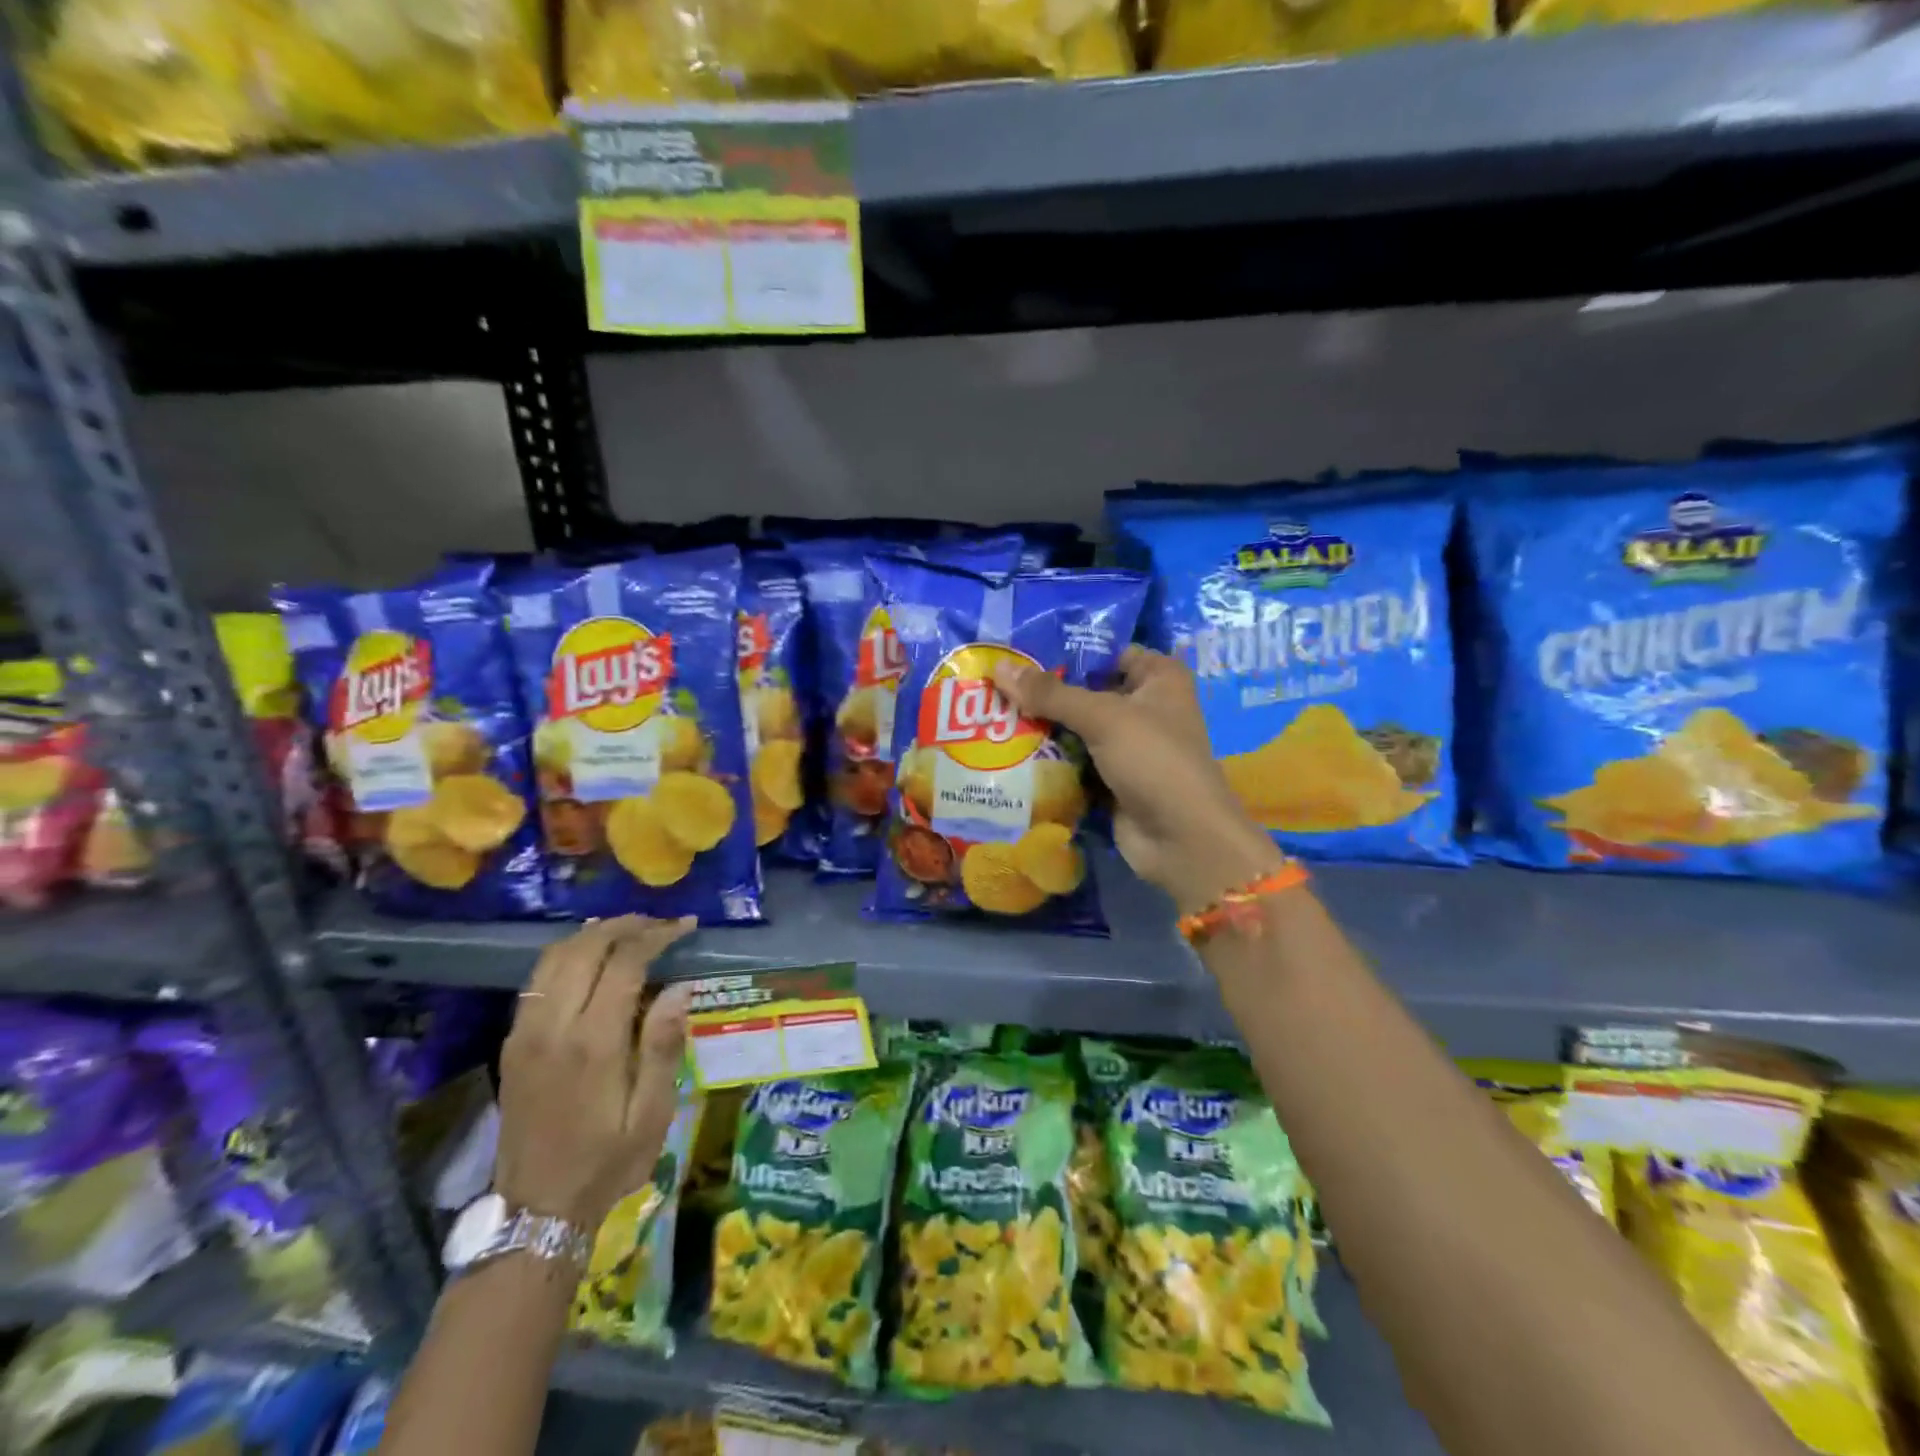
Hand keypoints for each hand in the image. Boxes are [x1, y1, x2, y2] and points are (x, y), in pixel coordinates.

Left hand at [495, 917, 695, 1231]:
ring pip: (554, 957)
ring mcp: (525, 1033)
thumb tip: (679, 987)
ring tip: (629, 931)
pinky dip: (568, 955)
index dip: (656, 935)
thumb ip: (664, 1046)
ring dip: (593, 935)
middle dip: (625, 925)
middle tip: (660, 923)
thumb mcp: (652, 1114)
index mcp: (593, 1043)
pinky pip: (538, 980)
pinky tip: (592, 960)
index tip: (685, 926)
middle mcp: (553, 1027)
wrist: (536, 1210)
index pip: (624, 963)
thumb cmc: (607, 1162)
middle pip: (584, 948)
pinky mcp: (513, 1043)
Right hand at [993, 647, 1281, 914]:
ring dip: (1041, 728)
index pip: (1105, 653)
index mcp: (1158, 678)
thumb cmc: (1154, 760)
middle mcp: (1145, 707)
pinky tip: (1007, 751)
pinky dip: (1048, 760)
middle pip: (1085, 691)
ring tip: (991, 716)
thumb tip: (999, 668)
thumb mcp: (1103, 717)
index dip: (1065, 652)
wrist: (1181, 839)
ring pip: (1076, 729)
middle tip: (993, 686)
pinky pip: (1073, 762)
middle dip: (1044, 693)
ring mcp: (1127, 747)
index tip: (1017, 652)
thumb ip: (1050, 693)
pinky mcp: (1111, 780)